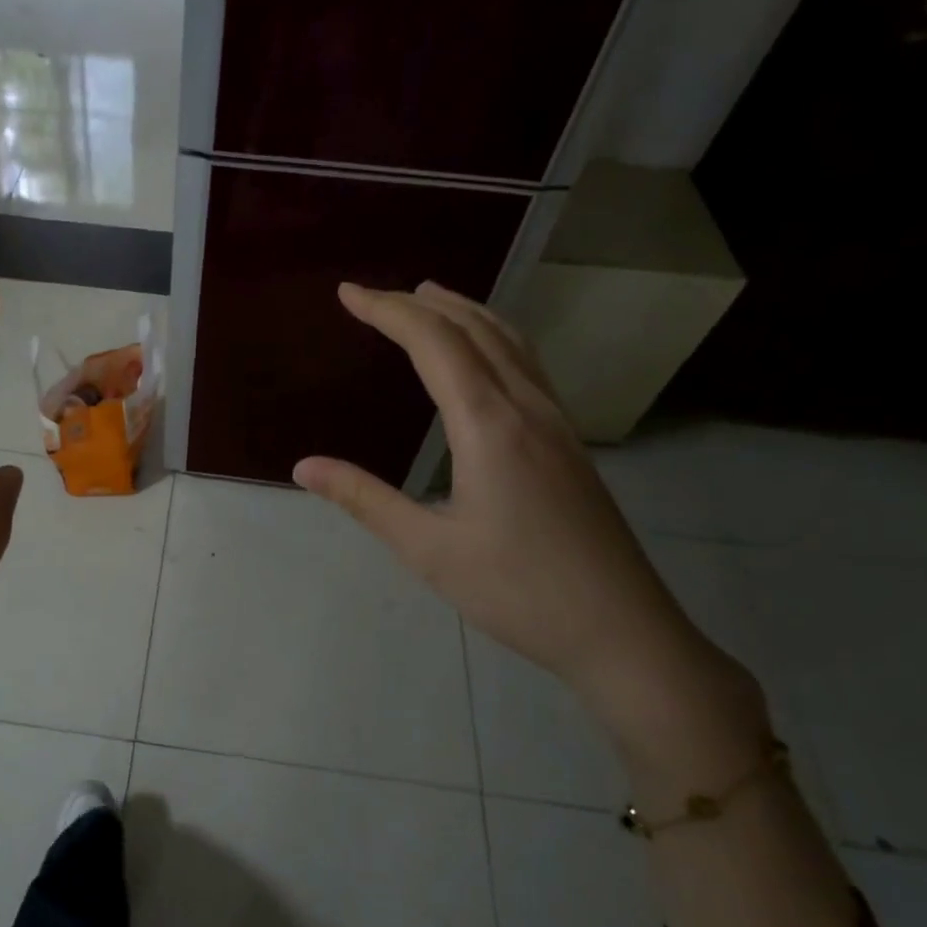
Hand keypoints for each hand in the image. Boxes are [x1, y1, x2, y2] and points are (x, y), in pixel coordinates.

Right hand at [294, 282, 730, 730]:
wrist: (623, 632)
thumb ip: (364, 500)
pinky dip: (493, 338)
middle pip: (474, 329)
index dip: (387, 311)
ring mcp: (557, 422)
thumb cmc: (518, 592)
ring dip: (464, 312)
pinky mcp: (569, 442)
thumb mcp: (428, 550)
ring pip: (510, 342)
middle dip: (420, 304)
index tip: (347, 293)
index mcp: (489, 425)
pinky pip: (527, 365)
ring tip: (429, 299)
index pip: (434, 343)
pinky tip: (483, 356)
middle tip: (374, 295)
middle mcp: (527, 408)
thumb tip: (303, 466)